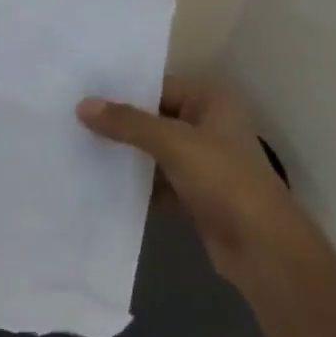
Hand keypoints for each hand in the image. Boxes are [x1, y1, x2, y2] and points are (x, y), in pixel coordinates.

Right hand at [77, 78, 302, 288]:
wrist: (263, 249)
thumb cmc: (225, 180)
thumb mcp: (174, 143)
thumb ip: (128, 123)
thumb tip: (82, 105)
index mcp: (211, 100)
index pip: (158, 86)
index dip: (122, 92)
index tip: (81, 94)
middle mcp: (208, 125)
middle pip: (153, 119)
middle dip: (118, 125)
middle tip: (72, 121)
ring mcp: (202, 162)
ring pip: (153, 152)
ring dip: (124, 156)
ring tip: (77, 149)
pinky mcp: (195, 195)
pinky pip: (156, 182)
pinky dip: (135, 185)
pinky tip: (99, 185)